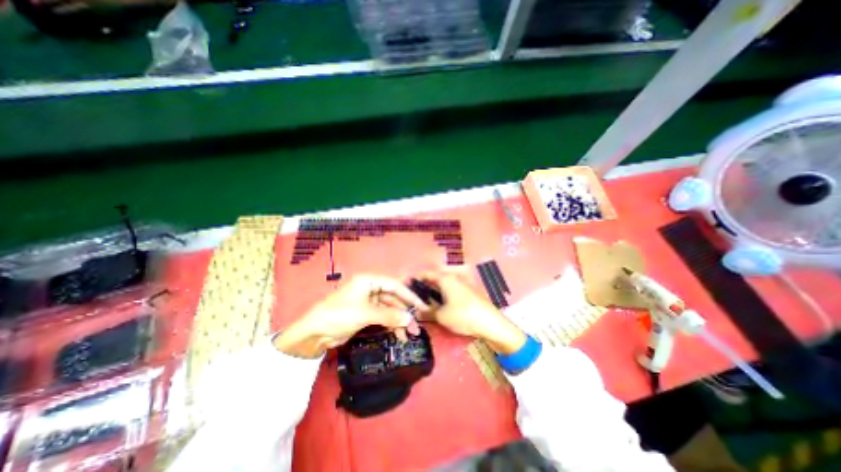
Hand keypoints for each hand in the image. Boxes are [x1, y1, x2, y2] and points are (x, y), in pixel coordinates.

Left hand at [272, 273, 427, 356]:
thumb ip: (389, 315)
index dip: (409, 296)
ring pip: (389, 309)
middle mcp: (370, 288)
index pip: (395, 285)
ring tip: (408, 335)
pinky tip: (397, 335)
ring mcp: (368, 302)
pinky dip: (390, 325)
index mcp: (369, 281)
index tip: (422, 307)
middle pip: (393, 298)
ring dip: (399, 321)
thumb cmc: (339, 315)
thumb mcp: (365, 313)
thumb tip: (410, 320)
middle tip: (415, 327)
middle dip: (404, 312)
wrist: (313, 334)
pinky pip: (383, 317)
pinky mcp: (365, 314)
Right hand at [415, 270, 523, 353]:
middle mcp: (453, 278)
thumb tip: (416, 312)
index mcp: (445, 278)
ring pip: (442, 286)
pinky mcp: (467, 292)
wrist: (491, 323)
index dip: (415, 279)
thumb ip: (427, 312)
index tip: (406, 287)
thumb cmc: (463, 315)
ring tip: (424, 305)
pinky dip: (442, 297)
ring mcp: (462, 284)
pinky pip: (450, 291)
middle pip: (434, 279)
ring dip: (433, 293)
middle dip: (423, 288)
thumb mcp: (441, 316)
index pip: (426, 274)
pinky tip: (439, 307)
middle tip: (414, 299)